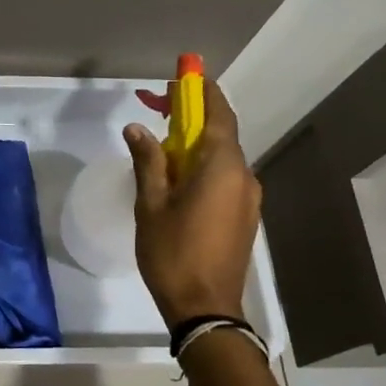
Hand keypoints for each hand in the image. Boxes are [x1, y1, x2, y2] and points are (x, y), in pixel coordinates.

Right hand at [124, 77, 260, 325]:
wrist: (205, 308)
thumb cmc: (173, 253)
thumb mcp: (151, 204)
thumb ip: (148, 161)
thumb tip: (137, 128)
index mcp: (222, 167)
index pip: (217, 114)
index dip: (201, 92)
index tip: (182, 76)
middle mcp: (243, 176)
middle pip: (220, 133)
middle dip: (192, 117)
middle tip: (159, 109)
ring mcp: (247, 198)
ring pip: (221, 158)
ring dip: (195, 144)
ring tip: (161, 147)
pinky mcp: (244, 216)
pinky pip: (224, 178)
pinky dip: (202, 166)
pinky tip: (177, 179)